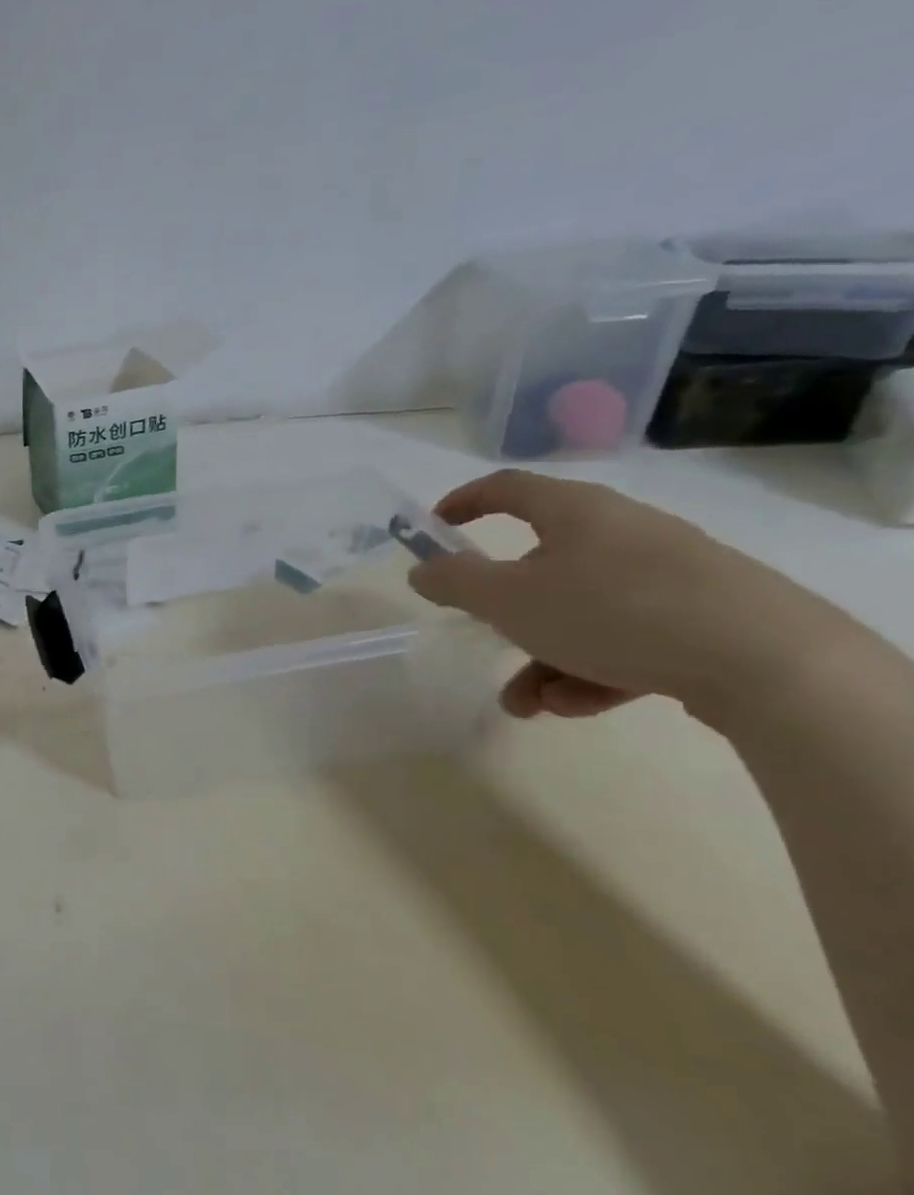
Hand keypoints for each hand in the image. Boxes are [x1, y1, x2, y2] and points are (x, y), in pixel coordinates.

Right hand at [409, 469, 855, 723]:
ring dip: (543, 656)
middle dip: (505, 613)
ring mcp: (671, 574)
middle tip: (484, 636)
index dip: (464, 502)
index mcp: (575, 512)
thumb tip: (423, 569)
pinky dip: (594, 668)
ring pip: (582, 611)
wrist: (770, 662)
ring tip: (530, 705)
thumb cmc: (611, 612)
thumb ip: (454, 581)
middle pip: (542, 565)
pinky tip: (578, 706)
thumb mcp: (507, 599)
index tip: (435, 526)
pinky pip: (628, 636)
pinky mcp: (707, 616)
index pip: (507, 488)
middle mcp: (622, 532)